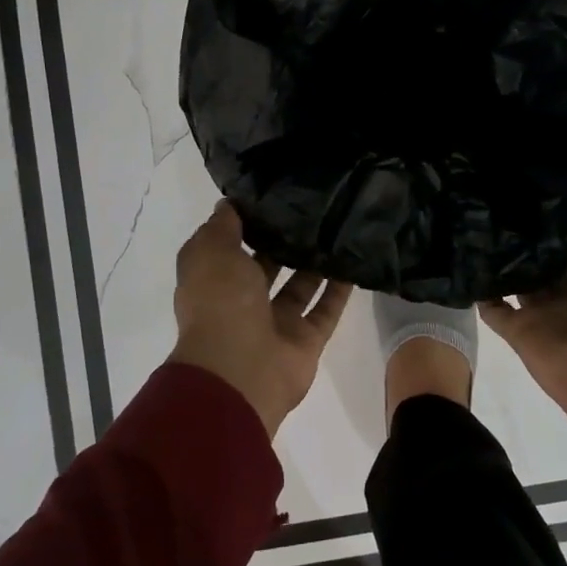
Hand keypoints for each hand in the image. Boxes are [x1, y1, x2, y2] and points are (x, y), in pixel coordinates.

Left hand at [169, 202, 351, 436]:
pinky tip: (356, 260)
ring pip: (300, 285)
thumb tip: (230, 204)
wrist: (240, 371)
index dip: (247, 222)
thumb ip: (222, 227)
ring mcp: (276, 323)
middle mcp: (243, 301)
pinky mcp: (306, 340)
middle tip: (314, 207)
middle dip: (285, 240)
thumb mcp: (211, 252)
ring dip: (316, 262)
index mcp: (215, 280)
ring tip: (338, 227)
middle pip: (268, 265)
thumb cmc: (220, 303)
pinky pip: (326, 309)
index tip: (273, 194)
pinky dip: (340, 289)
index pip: (230, 246)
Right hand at [482, 202, 566, 482]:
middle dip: (530, 228)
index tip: (540, 178)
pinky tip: (463, 253)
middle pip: (547, 254)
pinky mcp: (520, 329)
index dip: (566, 211)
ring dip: (503, 253)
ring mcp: (546, 311)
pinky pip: (493, 305)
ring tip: (477, 212)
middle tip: (501, 189)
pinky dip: (480, 287)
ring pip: (520, 275)